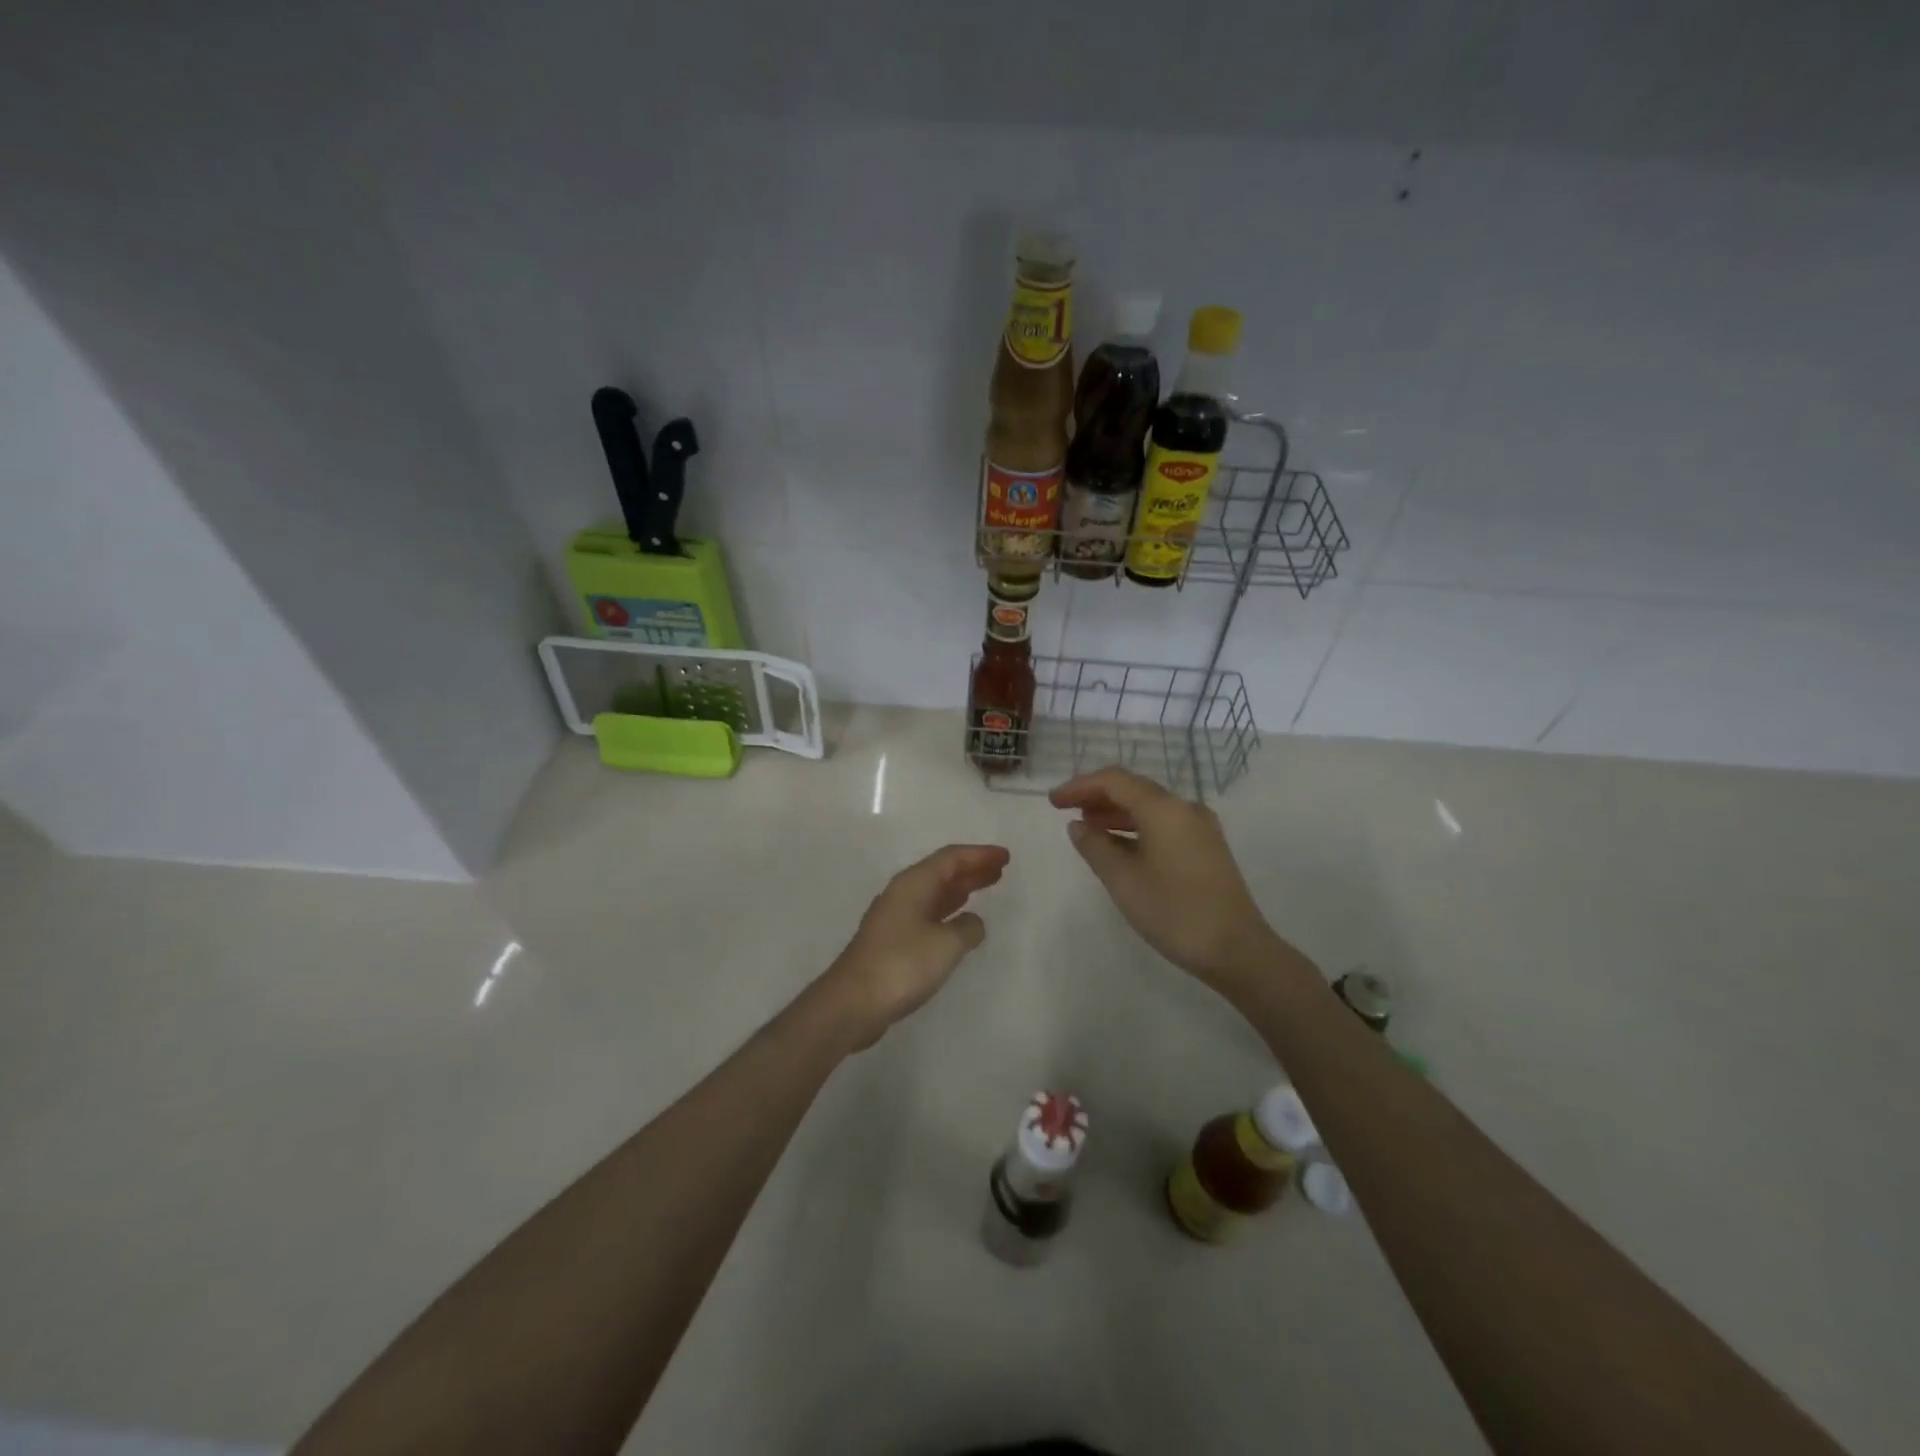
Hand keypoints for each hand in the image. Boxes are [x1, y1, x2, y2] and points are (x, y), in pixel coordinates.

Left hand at [816, 844, 1009, 1048]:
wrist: (853, 1003)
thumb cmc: (902, 965)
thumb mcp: (947, 944)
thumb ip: (968, 928)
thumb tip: (972, 922)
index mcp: (913, 884)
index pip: (951, 858)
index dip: (979, 855)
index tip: (1005, 857)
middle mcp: (901, 894)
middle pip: (941, 872)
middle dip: (971, 869)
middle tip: (1000, 870)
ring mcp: (894, 918)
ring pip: (934, 893)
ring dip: (960, 889)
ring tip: (985, 886)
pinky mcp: (891, 941)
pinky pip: (927, 914)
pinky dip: (947, 911)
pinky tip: (959, 921)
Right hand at [1050, 767, 1284, 992]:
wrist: (1236, 949)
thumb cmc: (1173, 911)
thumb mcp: (1123, 880)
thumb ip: (1095, 846)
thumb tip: (1078, 826)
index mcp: (1164, 809)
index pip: (1114, 781)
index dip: (1080, 786)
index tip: (1053, 801)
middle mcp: (1185, 808)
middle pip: (1134, 789)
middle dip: (1097, 796)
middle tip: (1066, 810)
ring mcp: (1200, 828)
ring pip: (1150, 807)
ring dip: (1116, 812)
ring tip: (1087, 828)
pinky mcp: (1207, 847)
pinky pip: (1164, 824)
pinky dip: (1136, 828)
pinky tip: (1118, 846)